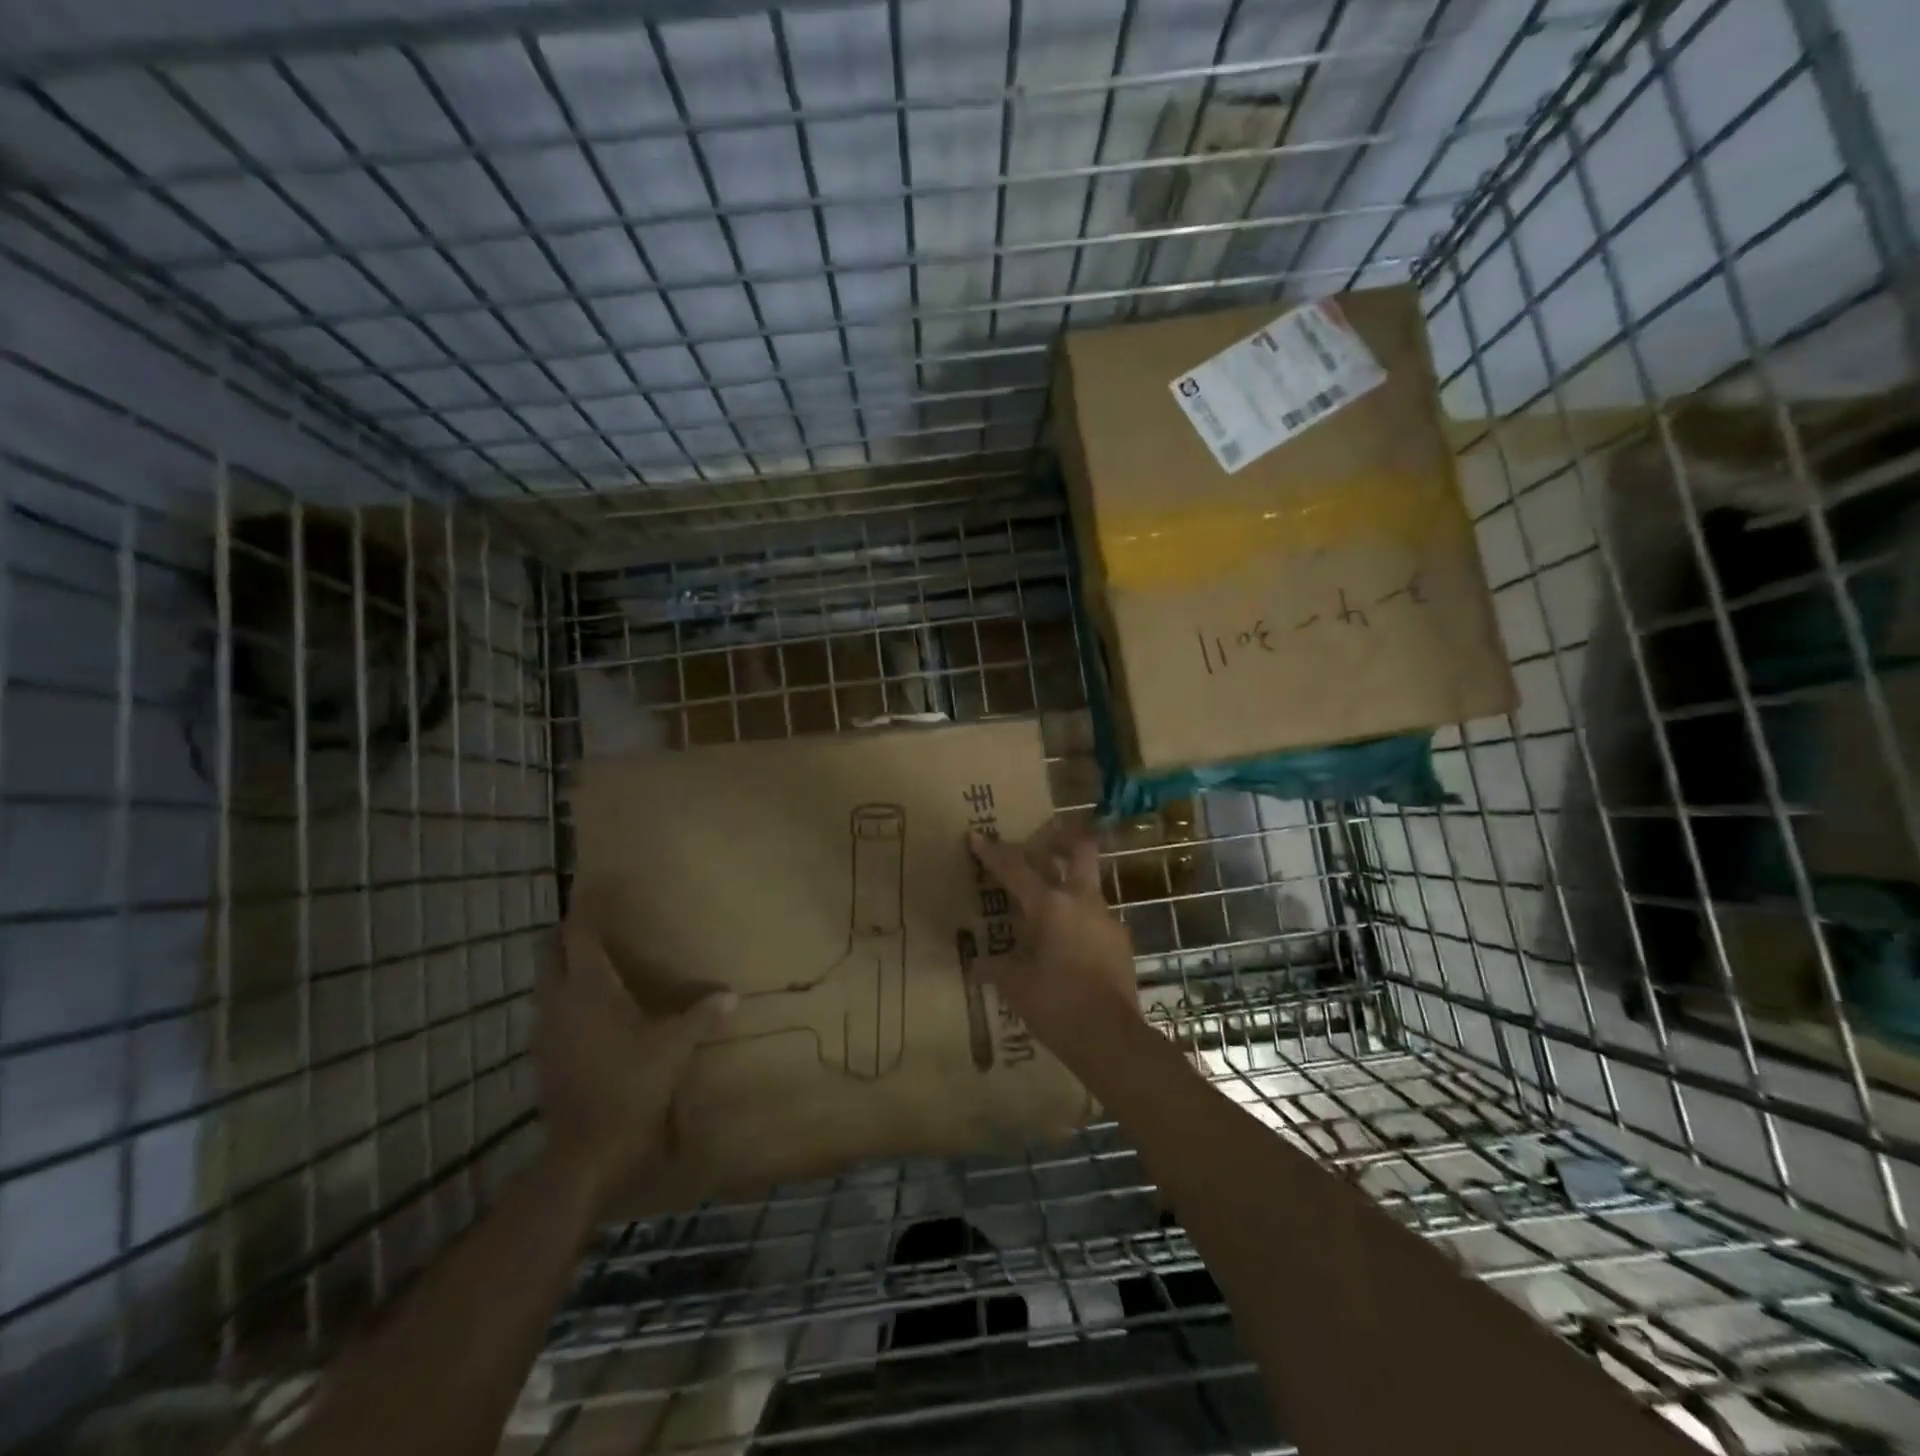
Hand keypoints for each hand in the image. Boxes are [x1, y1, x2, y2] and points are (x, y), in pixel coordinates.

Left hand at [535, 918, 734, 1200]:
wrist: (586, 1150)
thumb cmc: (632, 1086)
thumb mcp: (675, 1048)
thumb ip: (701, 1016)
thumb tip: (731, 994)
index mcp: (589, 989)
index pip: (577, 936)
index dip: (583, 912)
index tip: (594, 893)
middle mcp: (559, 1001)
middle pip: (548, 952)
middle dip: (565, 934)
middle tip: (594, 925)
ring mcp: (545, 1028)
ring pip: (544, 982)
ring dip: (562, 967)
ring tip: (595, 964)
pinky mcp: (541, 1054)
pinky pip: (549, 1010)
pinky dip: (564, 998)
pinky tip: (590, 1011)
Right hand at [967, 818, 1140, 1057]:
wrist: (1112, 1038)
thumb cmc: (1056, 1005)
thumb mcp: (1016, 986)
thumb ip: (996, 968)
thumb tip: (978, 964)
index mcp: (1050, 905)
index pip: (1016, 868)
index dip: (994, 852)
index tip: (977, 836)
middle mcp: (1081, 901)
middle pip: (1079, 849)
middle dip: (1060, 839)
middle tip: (1040, 845)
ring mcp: (1106, 919)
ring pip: (1088, 884)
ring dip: (1068, 884)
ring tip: (1046, 906)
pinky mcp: (1120, 941)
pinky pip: (1095, 917)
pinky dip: (1078, 919)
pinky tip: (1065, 943)